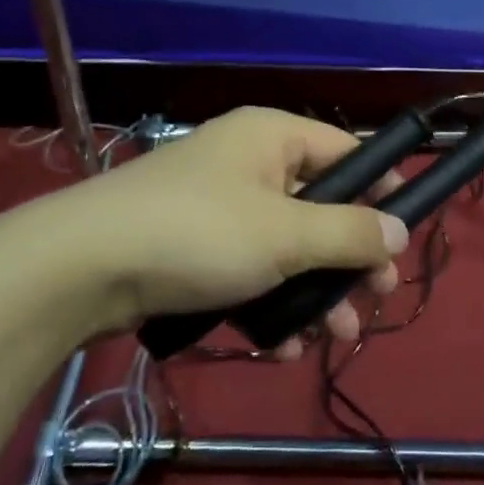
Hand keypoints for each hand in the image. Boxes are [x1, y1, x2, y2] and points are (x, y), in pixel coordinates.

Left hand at [27, 107, 408, 351]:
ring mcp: (221, 208)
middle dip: (348, 259)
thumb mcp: (285, 234)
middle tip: (374, 300)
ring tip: (332, 339)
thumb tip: (400, 231)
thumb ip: (348, 233)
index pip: (346, 152)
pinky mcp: (196, 249)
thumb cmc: (199, 232)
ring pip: (287, 247)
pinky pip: (251, 270)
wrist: (82, 267)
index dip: (380, 190)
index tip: (401, 237)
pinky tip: (280, 347)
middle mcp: (250, 163)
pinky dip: (270, 303)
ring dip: (314, 292)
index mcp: (272, 137)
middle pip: (320, 206)